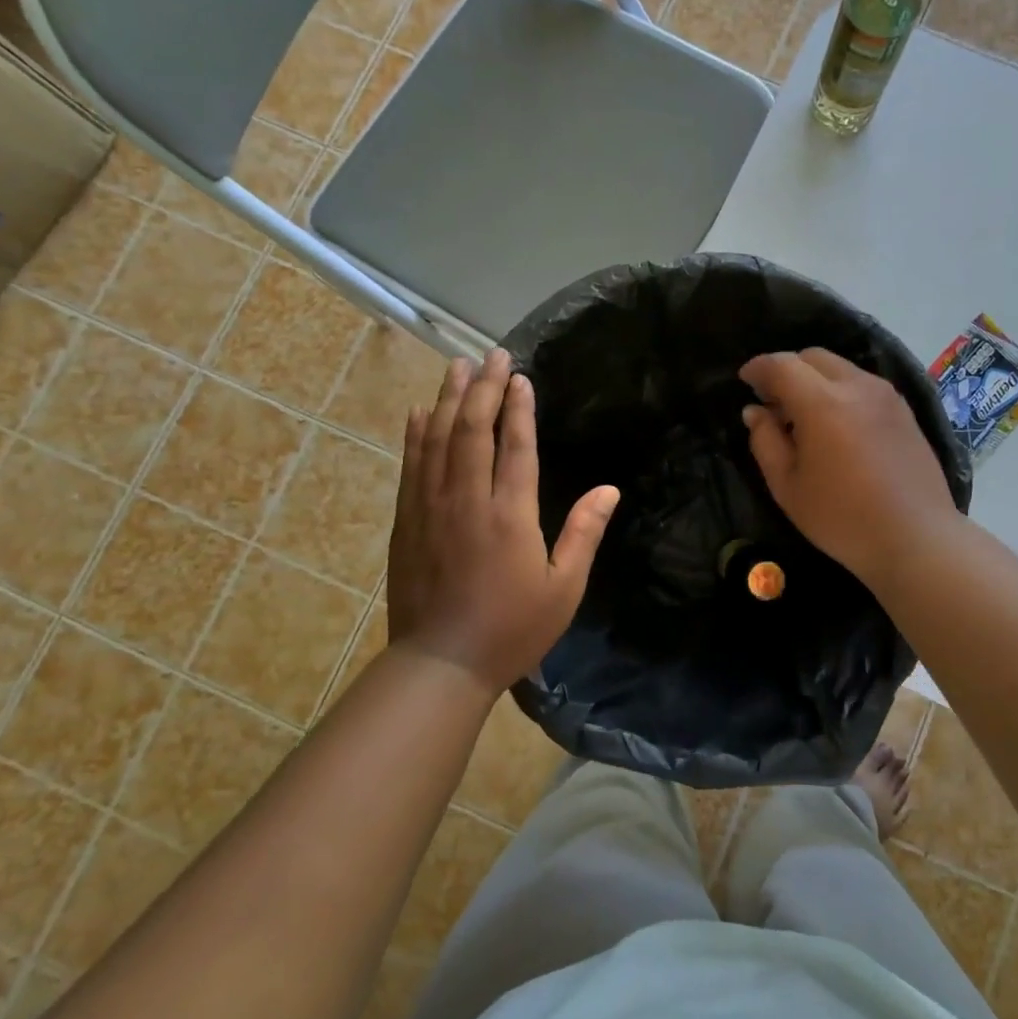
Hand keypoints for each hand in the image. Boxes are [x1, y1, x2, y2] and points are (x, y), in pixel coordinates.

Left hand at [388, 349, 618, 696]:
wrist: (440, 665)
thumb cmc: (511, 629)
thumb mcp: (564, 588)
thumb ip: (585, 533)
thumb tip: (610, 489)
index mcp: (510, 515)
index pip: (515, 446)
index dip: (518, 407)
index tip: (520, 376)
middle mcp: (467, 500)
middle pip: (472, 429)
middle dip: (482, 387)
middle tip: (491, 354)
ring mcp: (431, 507)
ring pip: (437, 439)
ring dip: (447, 398)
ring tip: (457, 366)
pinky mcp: (407, 521)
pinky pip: (411, 465)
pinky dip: (416, 433)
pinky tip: (419, 411)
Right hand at [740, 348, 957, 585]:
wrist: (916, 538)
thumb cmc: (842, 518)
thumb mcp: (788, 486)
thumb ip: (765, 441)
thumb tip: (755, 411)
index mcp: (823, 403)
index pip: (782, 365)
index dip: (758, 368)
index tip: (744, 380)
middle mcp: (857, 386)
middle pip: (813, 357)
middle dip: (787, 369)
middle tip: (772, 401)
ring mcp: (886, 395)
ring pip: (840, 367)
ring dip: (814, 379)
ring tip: (804, 415)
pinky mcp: (904, 409)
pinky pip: (862, 383)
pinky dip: (839, 389)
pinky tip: (836, 424)